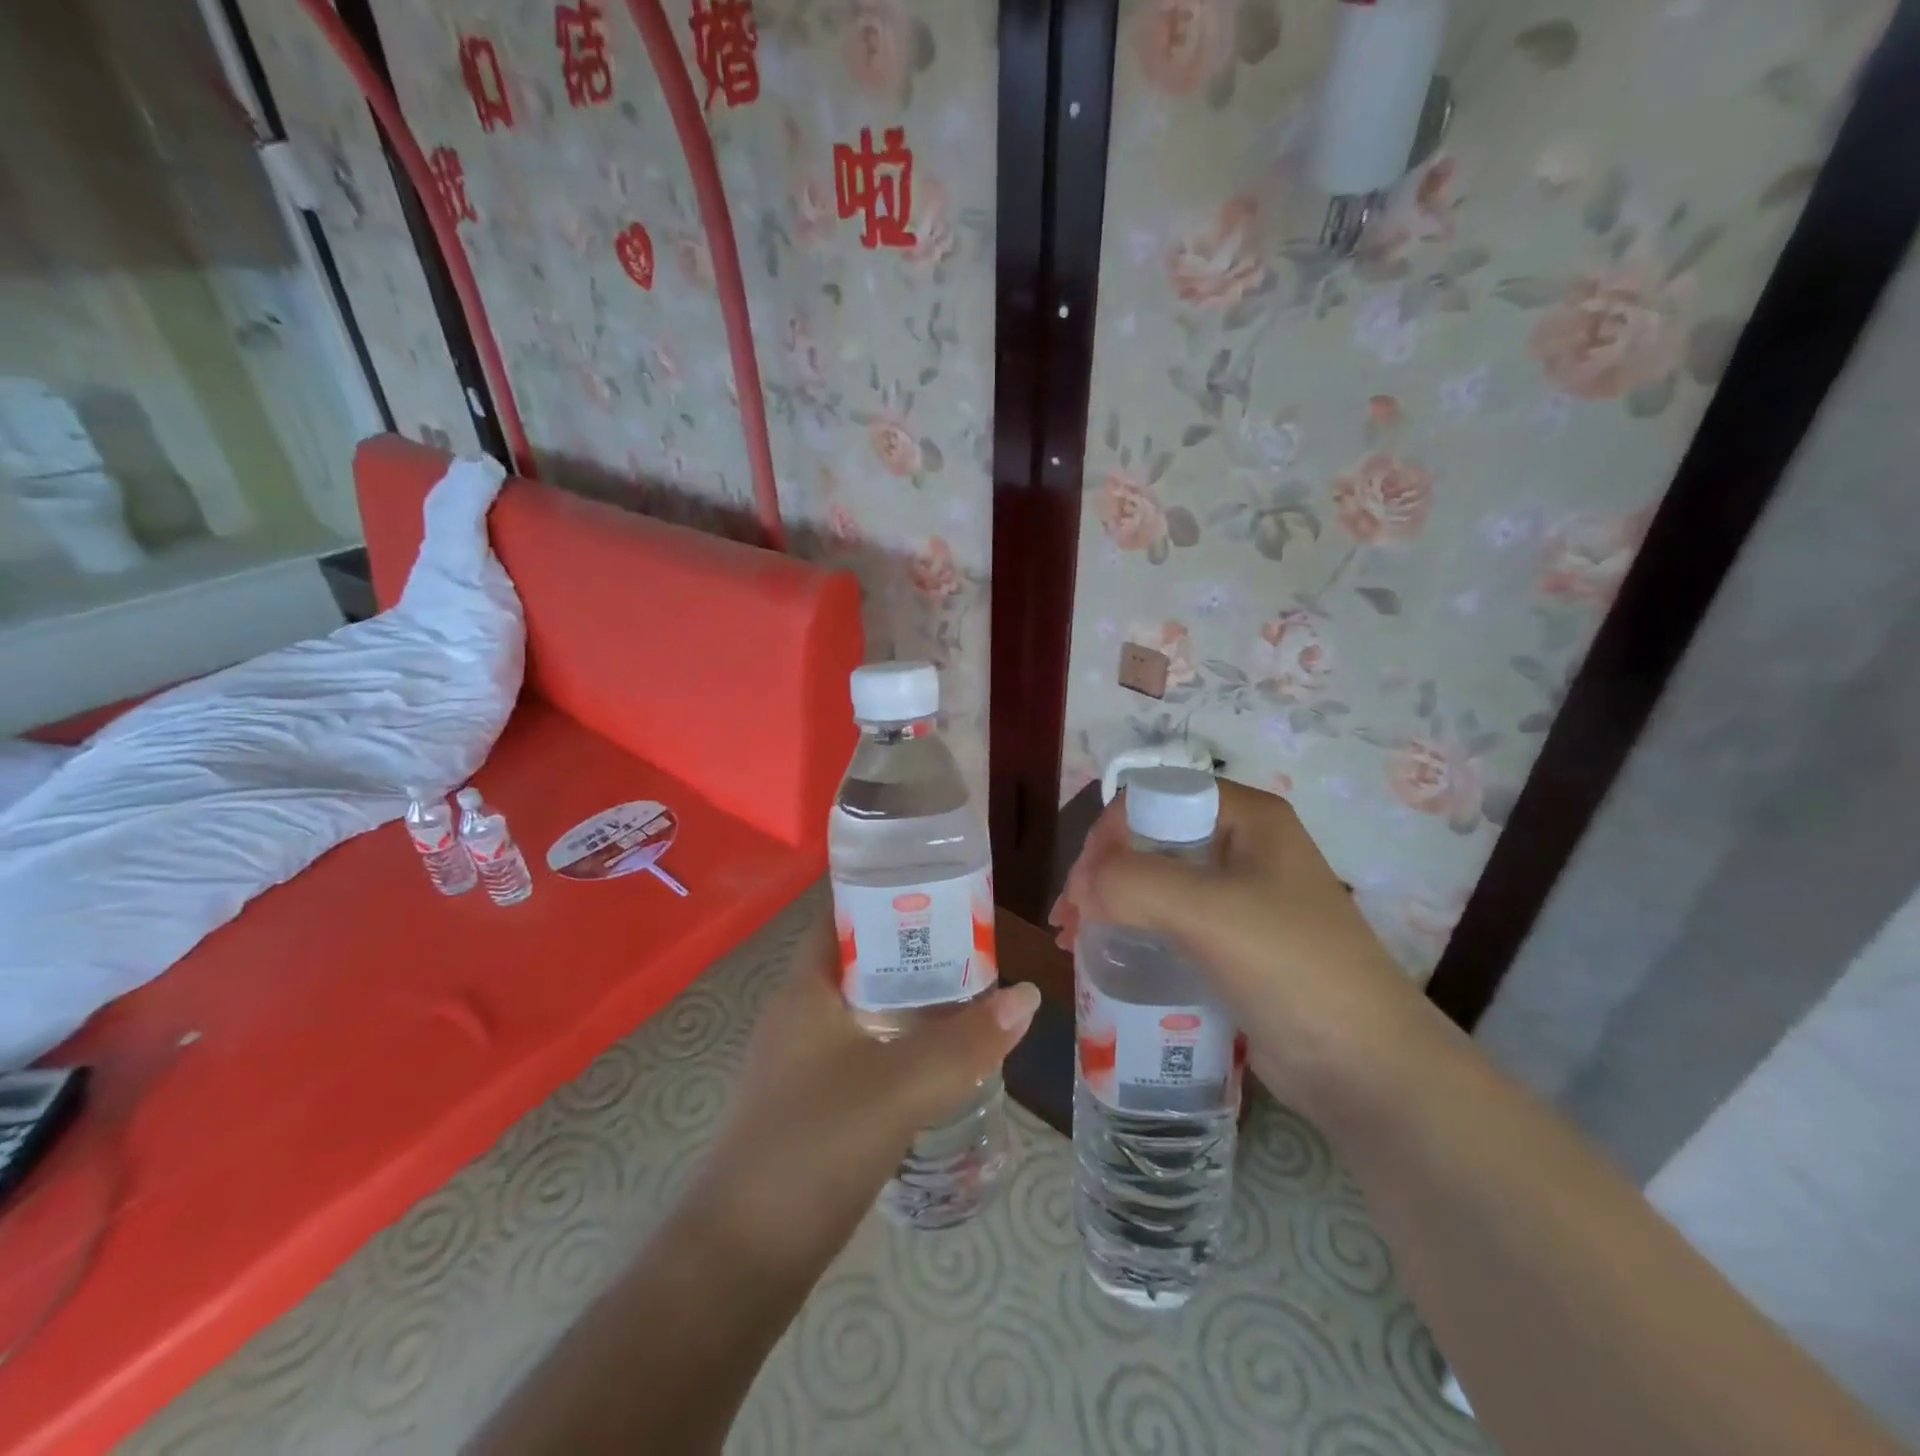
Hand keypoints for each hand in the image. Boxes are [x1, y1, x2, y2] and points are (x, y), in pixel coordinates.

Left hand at [692, 913, 1039, 1263]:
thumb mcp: (899, 1086)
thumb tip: (1028, 995)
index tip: (946, 886)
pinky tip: (942, 1057)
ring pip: (868, 1008)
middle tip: (978, 943)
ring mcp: (804, 1059)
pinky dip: (903, 1043)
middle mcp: (801, 1012)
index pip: (845, 912)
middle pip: (865, 959)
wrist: (743, 1259)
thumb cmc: (814, 1146)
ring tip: (974, 993)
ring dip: (914, 1000)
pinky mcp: (814, 1101)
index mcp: (806, 987)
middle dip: (917, 948)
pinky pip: (867, 1050)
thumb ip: (966, 1041)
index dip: (891, 891)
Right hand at [1049, 780, 1441, 1120]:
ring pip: (1157, 883)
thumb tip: (1081, 885)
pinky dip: (1132, 934)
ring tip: (1072, 941)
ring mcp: (1241, 898)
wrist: (1367, 1069)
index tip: (1083, 884)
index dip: (1111, 832)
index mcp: (1249, 819)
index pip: (1158, 798)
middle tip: (1067, 918)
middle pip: (1152, 840)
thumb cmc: (1292, 970)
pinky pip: (1170, 923)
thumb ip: (1134, 882)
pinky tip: (1104, 958)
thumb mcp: (1209, 912)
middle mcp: (1244, 848)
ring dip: (1109, 904)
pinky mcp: (1234, 945)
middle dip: (1102, 873)